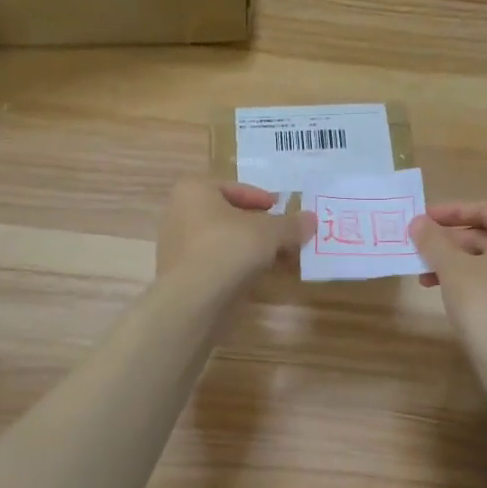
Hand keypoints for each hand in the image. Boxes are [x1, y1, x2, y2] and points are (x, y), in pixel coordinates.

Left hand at [157, 179, 314, 287]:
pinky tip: (252, 276)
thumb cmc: (228, 249)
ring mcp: (175, 246)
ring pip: (220, 240)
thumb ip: (291, 225)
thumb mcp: (269, 232)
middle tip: (280, 235)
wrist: (192, 299)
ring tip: (272, 258)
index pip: (235, 188)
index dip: (262, 198)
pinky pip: (212, 262)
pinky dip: (233, 265)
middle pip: (227, 215)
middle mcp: (179, 213)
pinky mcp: (179, 274)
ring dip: (246, 247)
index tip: (280, 210)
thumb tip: (311, 219)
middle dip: (256, 225)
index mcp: (194, 190)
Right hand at [410, 202, 486, 368]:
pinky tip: (444, 295)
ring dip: (453, 263)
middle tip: (418, 248)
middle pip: (486, 235)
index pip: (485, 209)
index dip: (452, 211)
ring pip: (486, 261)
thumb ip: (433, 241)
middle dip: (449, 241)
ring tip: (423, 276)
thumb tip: (418, 221)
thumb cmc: (486, 305)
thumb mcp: (453, 269)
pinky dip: (467, 281)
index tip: (424, 219)